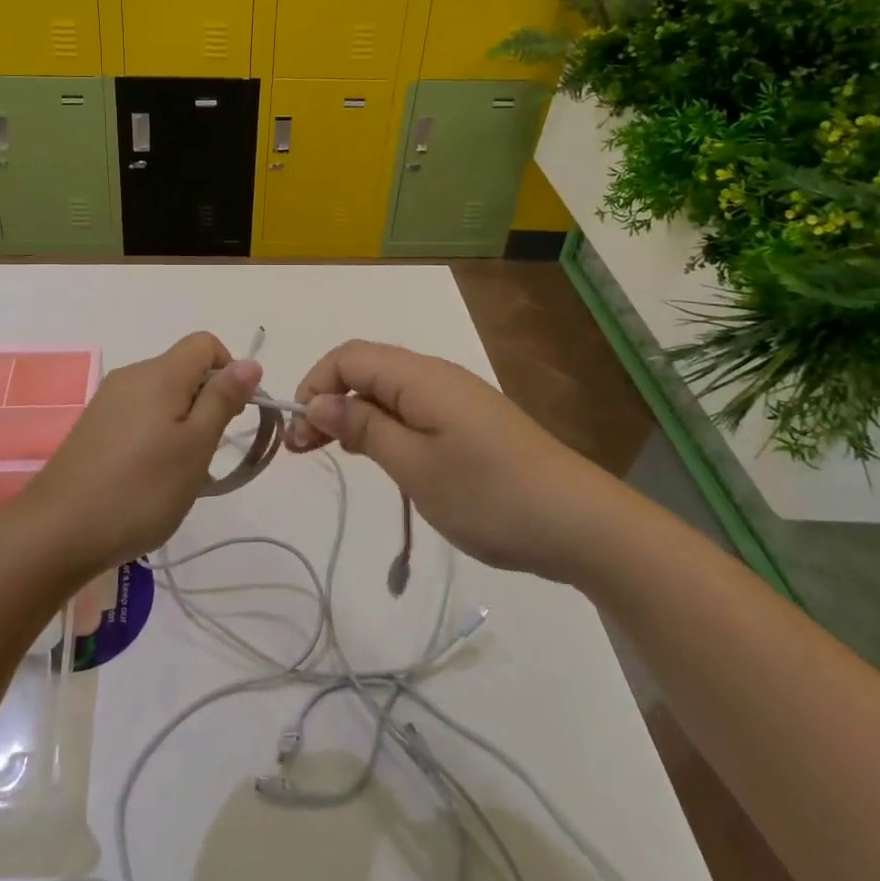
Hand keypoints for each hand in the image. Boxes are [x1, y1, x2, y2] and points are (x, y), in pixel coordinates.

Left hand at [18, 333, 261, 577]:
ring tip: (180, 476)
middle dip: (206, 405)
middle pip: (183, 371)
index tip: (231, 417)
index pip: (205, 344)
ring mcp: (108, 401)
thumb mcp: (195, 447)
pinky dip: (156, 438)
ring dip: (183, 427)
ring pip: (162, 398)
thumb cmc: (140, 489)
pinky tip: (151, 481)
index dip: (228, 371)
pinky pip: (139, 417)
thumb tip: (249, 362)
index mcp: (159, 373)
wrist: (57, 531)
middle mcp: (131, 376)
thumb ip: (222, 400)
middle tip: (206, 456)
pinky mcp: (94, 427)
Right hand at [288, 339, 631, 581]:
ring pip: (388, 390)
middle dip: (328, 400)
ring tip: (332, 452)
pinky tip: (379, 457)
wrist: (581, 524)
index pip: (348, 357)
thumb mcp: (413, 466)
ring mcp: (456, 399)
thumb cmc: (489, 494)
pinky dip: (383, 425)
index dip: (314, 384)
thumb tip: (318, 400)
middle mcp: (435, 375)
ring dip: (353, 414)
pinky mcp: (470, 422)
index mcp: (419, 375)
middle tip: (305, 449)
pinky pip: (412, 409)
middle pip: (365, 369)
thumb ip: (363, 427)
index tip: (298, 432)